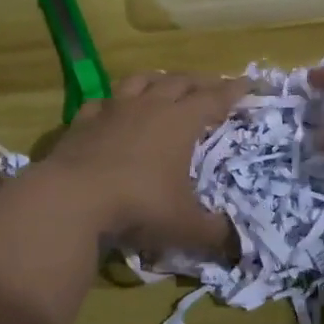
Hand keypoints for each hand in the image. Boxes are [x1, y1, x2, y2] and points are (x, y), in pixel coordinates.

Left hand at [42, 72, 248, 260]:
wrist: (74, 197)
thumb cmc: (139, 205)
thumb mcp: (184, 225)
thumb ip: (213, 233)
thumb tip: (236, 244)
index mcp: (180, 122)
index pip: (214, 98)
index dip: (234, 90)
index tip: (249, 83)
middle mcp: (150, 105)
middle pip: (180, 81)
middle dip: (200, 81)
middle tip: (212, 84)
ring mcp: (114, 109)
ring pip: (141, 80)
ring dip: (158, 79)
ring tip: (165, 82)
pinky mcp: (84, 119)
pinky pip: (102, 101)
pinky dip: (113, 102)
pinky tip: (112, 108)